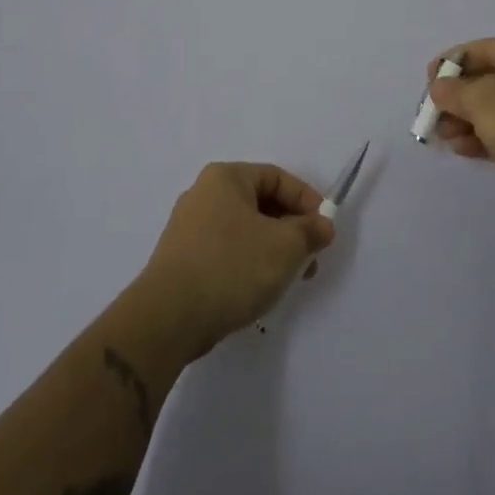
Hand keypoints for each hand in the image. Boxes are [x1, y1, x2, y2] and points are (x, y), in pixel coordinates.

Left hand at [134, 162, 336, 355]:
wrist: (169, 317)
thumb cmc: (232, 267)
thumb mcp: (285, 246)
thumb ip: (310, 231)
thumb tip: (322, 225)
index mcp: (225, 178)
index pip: (277, 177)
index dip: (307, 200)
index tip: (325, 229)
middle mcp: (203, 194)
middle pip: (260, 203)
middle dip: (291, 229)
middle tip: (310, 258)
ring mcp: (189, 227)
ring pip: (245, 230)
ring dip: (272, 249)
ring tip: (288, 279)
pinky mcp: (182, 259)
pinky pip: (226, 251)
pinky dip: (248, 263)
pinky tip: (258, 289)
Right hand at [428, 38, 494, 228]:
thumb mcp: (485, 100)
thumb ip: (455, 90)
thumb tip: (440, 88)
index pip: (484, 49)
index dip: (451, 63)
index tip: (428, 83)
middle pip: (489, 79)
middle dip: (457, 98)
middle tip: (433, 116)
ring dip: (467, 120)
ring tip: (444, 138)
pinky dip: (484, 137)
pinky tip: (463, 150)